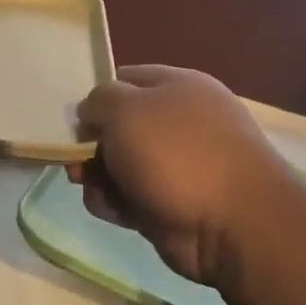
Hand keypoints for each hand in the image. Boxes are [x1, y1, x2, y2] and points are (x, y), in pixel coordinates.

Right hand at [71, 65, 292, 283]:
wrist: (232, 225)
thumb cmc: (176, 154)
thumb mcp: (126, 109)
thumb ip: (98, 100)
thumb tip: (90, 112)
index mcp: (177, 87)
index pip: (124, 79)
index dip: (95, 97)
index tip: (72, 119)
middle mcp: (178, 123)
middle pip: (117, 126)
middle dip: (90, 145)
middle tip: (75, 162)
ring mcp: (176, 166)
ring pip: (118, 165)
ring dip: (98, 178)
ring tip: (94, 188)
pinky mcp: (169, 203)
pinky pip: (128, 197)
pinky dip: (115, 203)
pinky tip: (116, 211)